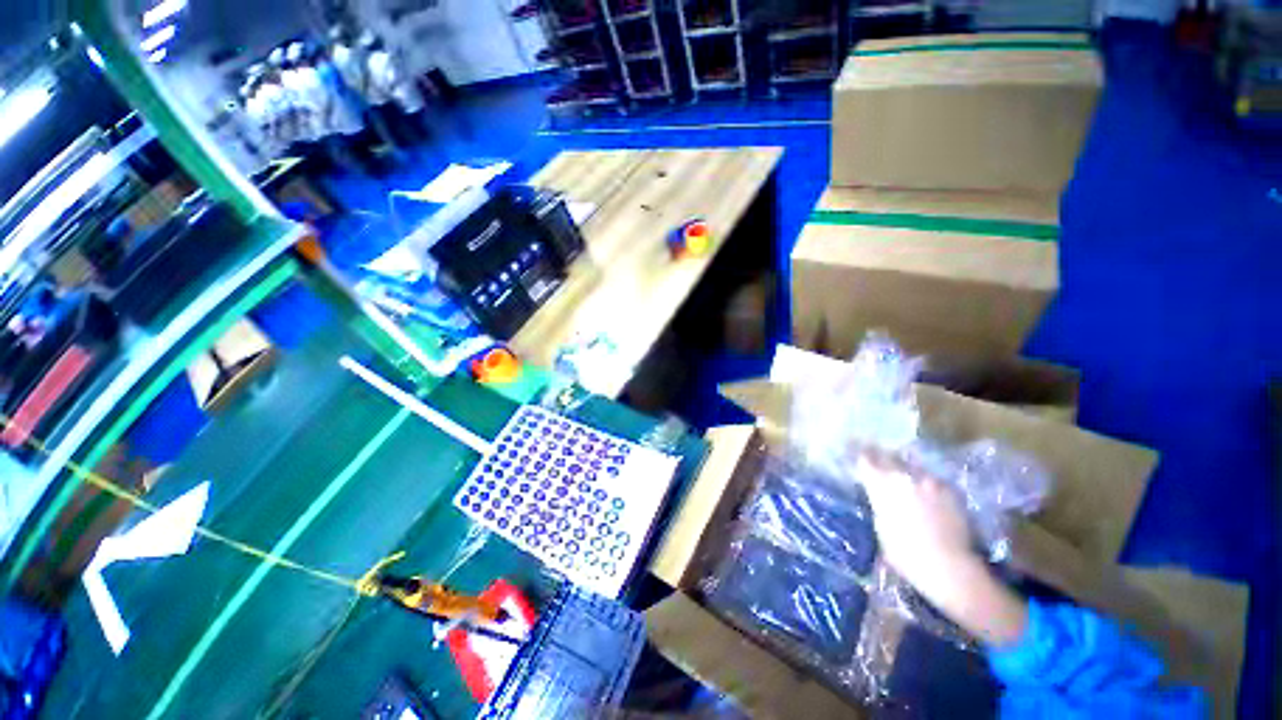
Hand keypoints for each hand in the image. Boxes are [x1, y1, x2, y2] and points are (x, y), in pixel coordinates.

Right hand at [855, 453, 977, 595]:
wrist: (950, 566)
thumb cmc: (905, 554)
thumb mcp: (880, 526)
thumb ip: (879, 503)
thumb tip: (879, 496)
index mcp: (881, 484)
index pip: (865, 459)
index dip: (859, 455)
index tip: (855, 451)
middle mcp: (904, 476)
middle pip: (888, 456)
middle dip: (881, 457)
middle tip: (876, 459)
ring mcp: (929, 480)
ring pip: (911, 466)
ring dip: (905, 470)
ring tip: (904, 477)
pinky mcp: (950, 490)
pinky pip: (931, 479)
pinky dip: (925, 483)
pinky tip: (926, 493)